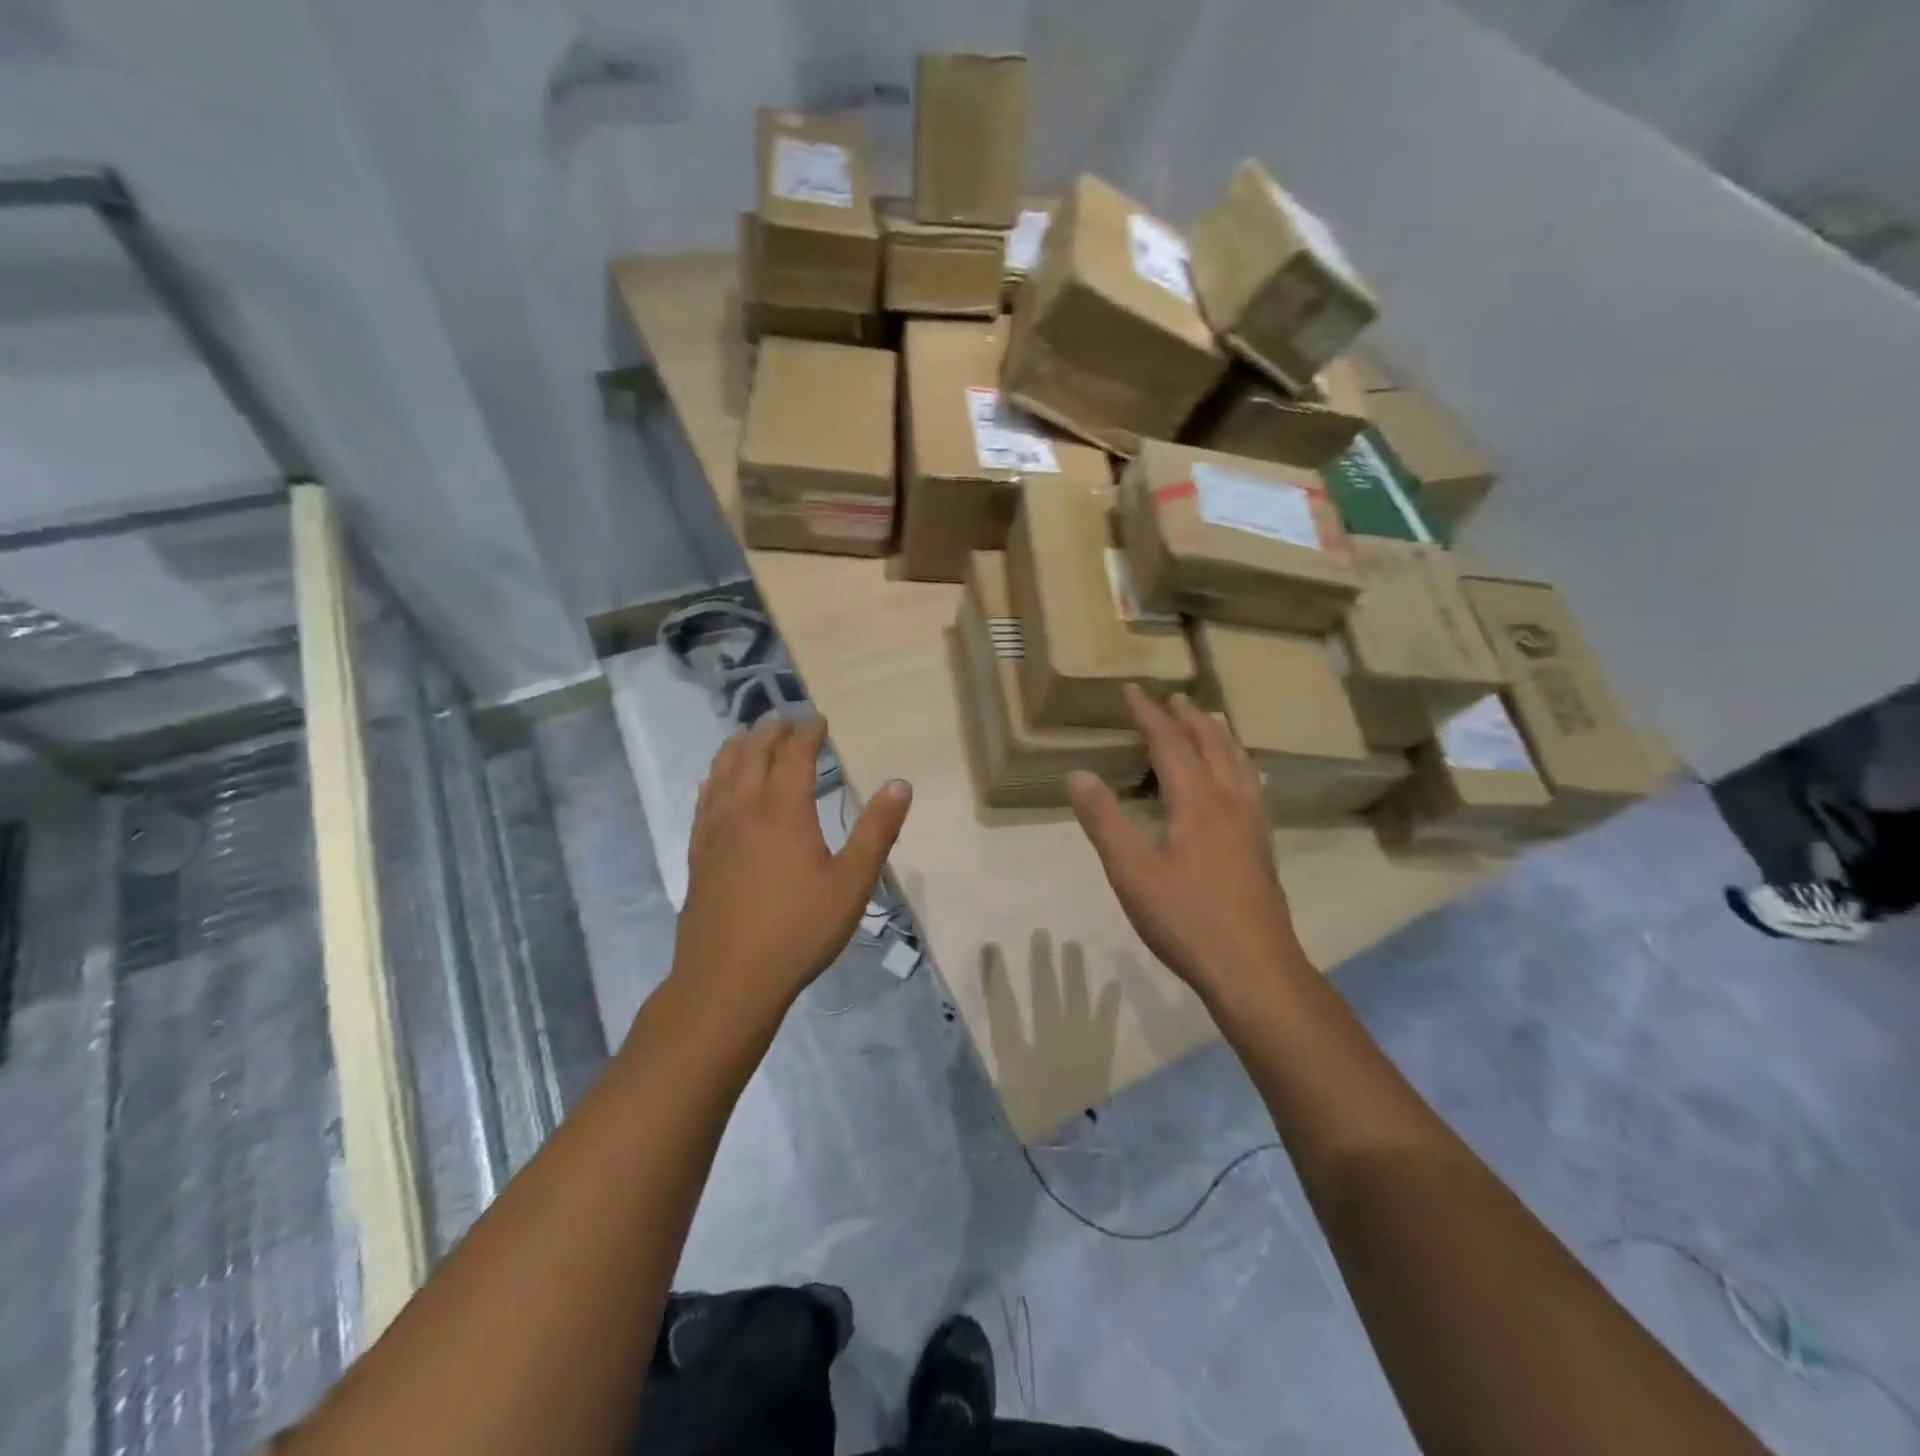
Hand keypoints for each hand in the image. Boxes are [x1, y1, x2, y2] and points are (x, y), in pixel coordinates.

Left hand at [675, 716, 911, 1014]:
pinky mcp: (698, 856)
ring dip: (737, 749)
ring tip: (747, 736)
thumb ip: (876, 831)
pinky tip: (713, 783)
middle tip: (786, 722)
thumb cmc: (798, 930)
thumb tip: (900, 784)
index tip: (818, 721)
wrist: (728, 980)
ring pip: (722, 774)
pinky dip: (713, 780)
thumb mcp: (851, 883)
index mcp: (783, 811)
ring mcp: (715, 832)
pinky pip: (704, 803)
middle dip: (771, 734)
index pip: (793, 756)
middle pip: (753, 756)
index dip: (806, 733)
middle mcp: (744, 810)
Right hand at [1067, 687, 1307, 1005]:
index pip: (1170, 743)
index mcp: (1197, 802)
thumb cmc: (1187, 920)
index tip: (1132, 691)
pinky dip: (1240, 765)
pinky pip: (1252, 787)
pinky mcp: (1262, 847)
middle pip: (1211, 745)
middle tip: (1171, 697)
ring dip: (1219, 735)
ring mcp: (1252, 825)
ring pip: (1238, 763)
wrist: (1254, 969)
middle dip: (1188, 717)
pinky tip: (1244, 777)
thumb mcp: (1132, 872)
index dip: (1149, 715)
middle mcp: (1230, 802)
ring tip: (1209, 719)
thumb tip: (1078, 774)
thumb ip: (1104, 821)